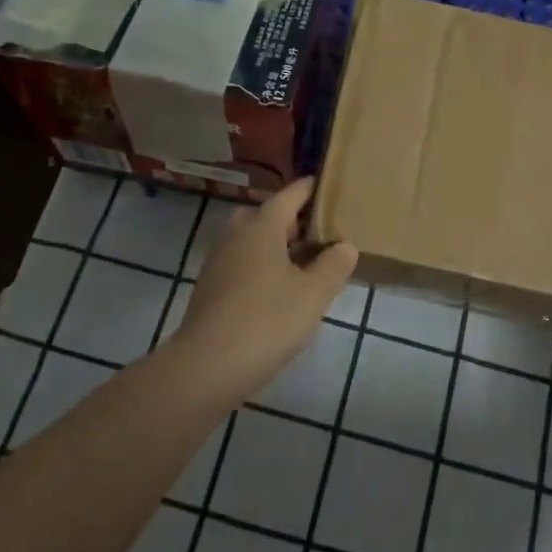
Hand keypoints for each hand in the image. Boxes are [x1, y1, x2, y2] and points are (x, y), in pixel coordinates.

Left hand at [174, 177, 357, 390]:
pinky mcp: (211, 289)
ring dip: (276, 246)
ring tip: (305, 266)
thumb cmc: (267, 321)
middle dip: (291, 220)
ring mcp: (219, 262)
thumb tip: (344, 246)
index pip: (290, 194)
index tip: (330, 186)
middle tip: (319, 235)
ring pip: (252, 241)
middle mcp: (236, 236)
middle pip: (266, 215)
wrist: (208, 366)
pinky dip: (262, 267)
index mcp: (261, 227)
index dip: (311, 189)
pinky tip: (279, 292)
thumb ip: (333, 266)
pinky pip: (242, 264)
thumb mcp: (313, 294)